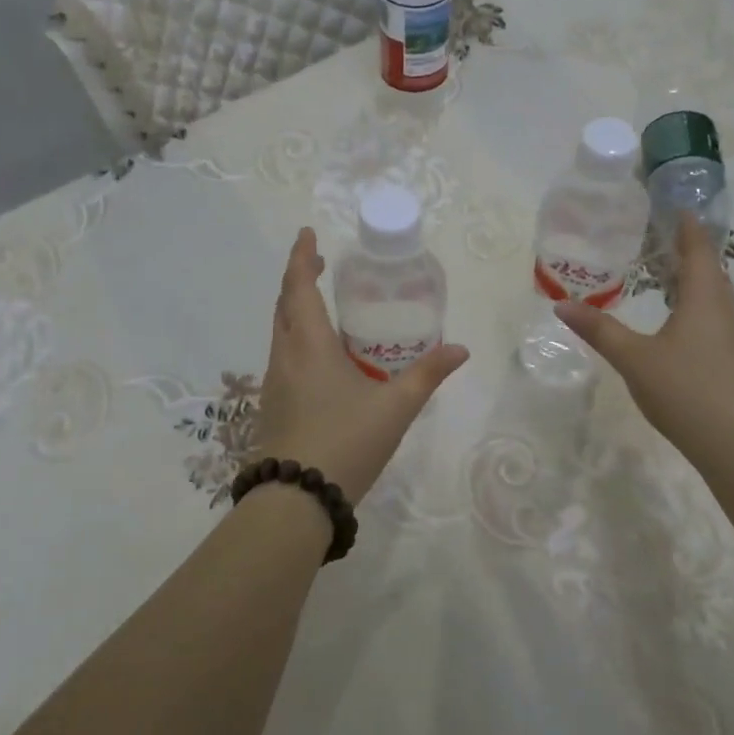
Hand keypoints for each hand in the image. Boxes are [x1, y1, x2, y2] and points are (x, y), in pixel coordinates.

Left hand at [255, 228, 468, 502]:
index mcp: (310, 346)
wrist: (296, 500)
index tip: (308, 234)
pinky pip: (282, 356)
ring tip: (323, 305)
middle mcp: (285, 356)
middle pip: (284, 305)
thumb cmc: (346, 442)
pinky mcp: (273, 405)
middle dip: (299, 279)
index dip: (302, 258)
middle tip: (321, 265)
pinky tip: (320, 357)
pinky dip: (296, 337)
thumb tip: (460, 349)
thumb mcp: (395, 408)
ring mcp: (274, 383)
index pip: (300, 287)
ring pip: (280, 331)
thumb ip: (427, 375)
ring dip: (295, 309)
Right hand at [556, 216, 733, 462]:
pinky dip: (697, 308)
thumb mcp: (633, 357)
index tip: (677, 208)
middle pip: (710, 271)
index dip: (688, 227)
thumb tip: (562, 305)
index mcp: (704, 298)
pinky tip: (679, 326)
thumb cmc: (684, 388)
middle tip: (658, 242)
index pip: (699, 249)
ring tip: (664, 279)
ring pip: (715, 297)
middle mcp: (726, 310)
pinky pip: (716, 319)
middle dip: (688, 253)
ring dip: (693, 283)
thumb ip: (599, 329)